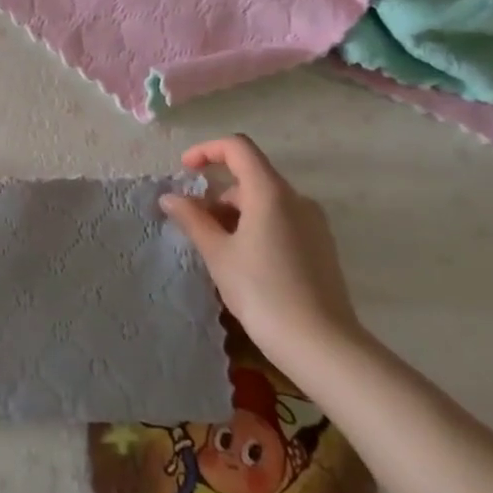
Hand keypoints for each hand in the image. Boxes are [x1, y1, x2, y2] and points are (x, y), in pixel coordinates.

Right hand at [159, 135, 363, 375]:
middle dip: (217, 194)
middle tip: (195, 226)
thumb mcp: (218, 254)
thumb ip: (193, 219)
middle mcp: (296, 199)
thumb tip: (170, 197)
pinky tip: (244, 262)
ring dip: (235, 213)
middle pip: (250, 177)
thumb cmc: (263, 292)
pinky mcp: (321, 246)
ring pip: (265, 202)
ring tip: (216, 249)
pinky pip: (281, 221)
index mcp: (270, 192)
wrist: (322, 345)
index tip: (185, 171)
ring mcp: (313, 223)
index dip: (207, 151)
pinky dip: (256, 227)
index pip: (238, 148)